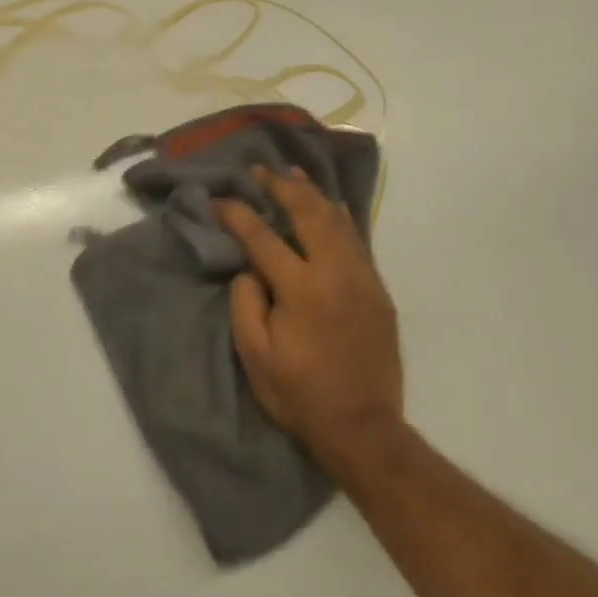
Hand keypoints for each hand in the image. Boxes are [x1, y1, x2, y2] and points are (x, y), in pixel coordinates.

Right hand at [215, 168, 403, 467]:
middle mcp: (335, 273)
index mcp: (301, 289)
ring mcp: (362, 279)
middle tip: (261, 170)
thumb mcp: (256, 357)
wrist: (362, 426)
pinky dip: (340, 217)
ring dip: (314, 194)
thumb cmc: (300, 394)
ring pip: (338, 221)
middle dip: (282, 187)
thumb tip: (250, 270)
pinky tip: (332, 206)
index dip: (238, 214)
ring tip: (294, 173)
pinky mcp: (378, 291)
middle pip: (308, 214)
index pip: (263, 238)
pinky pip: (357, 241)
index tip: (219, 198)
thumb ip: (246, 305)